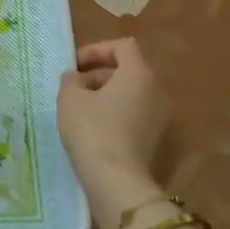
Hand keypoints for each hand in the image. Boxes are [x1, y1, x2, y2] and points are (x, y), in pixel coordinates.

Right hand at [57, 39, 167, 228]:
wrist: (116, 181)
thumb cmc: (91, 130)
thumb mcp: (70, 98)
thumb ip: (71, 79)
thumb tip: (75, 76)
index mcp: (138, 74)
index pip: (122, 46)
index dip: (97, 49)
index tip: (75, 65)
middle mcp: (155, 91)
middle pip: (126, 70)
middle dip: (98, 74)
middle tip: (73, 88)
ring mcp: (159, 117)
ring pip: (129, 94)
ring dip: (105, 95)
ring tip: (79, 110)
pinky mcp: (155, 139)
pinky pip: (133, 115)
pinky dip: (114, 114)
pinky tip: (93, 130)